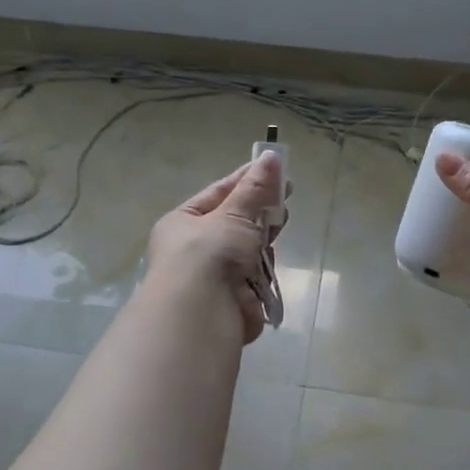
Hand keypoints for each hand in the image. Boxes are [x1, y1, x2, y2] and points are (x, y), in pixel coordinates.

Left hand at [146, 154, 286, 344]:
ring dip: (262, 241)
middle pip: (235, 222)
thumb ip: (256, 188)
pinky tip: (269, 264)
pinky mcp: (232, 300)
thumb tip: (271, 156)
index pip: (219, 193)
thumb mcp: (234, 214)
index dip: (247, 180)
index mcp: (182, 223)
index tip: (275, 168)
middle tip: (287, 196)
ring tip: (279, 227)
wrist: (202, 314)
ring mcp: (213, 276)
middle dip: (260, 211)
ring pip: (247, 250)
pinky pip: (254, 277)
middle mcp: (194, 249)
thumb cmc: (210, 253)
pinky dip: (263, 270)